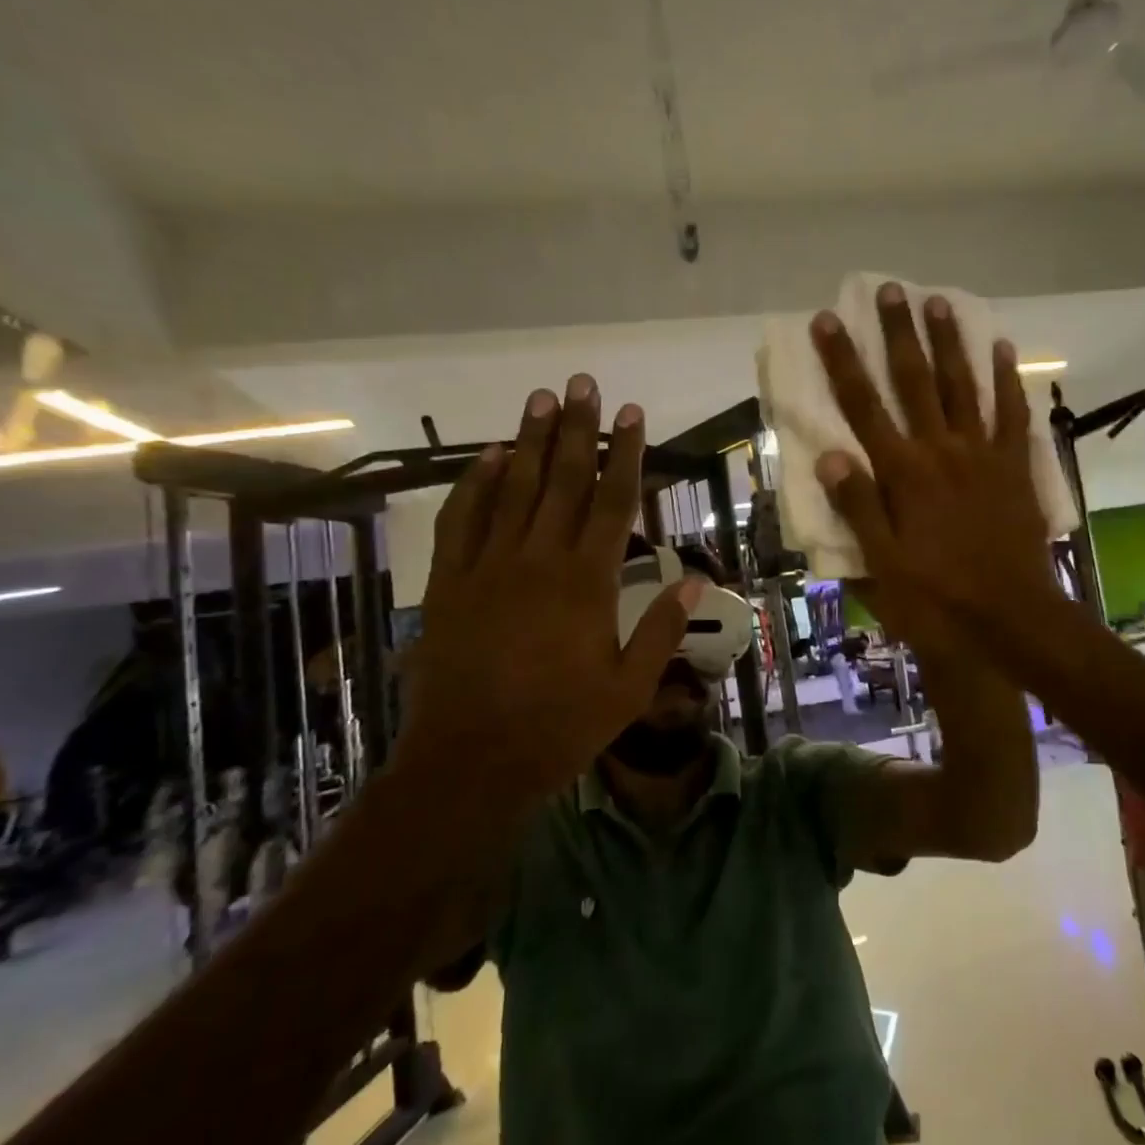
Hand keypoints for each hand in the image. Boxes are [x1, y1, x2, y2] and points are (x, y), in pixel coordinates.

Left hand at [398, 375, 698, 825]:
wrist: (470, 760)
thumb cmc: (560, 726)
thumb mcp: (629, 688)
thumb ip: (660, 629)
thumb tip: (694, 579)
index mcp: (587, 583)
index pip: (612, 502)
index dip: (625, 454)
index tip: (631, 414)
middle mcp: (538, 560)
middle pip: (562, 481)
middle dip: (576, 429)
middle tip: (583, 383)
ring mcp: (488, 567)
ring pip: (512, 489)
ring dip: (528, 441)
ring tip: (541, 399)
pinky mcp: (450, 583)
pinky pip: (461, 521)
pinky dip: (473, 484)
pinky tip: (486, 457)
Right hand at [809, 282, 1061, 653]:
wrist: (1013, 621)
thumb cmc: (939, 601)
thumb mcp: (884, 567)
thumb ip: (859, 510)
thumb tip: (829, 458)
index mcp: (903, 475)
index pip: (864, 408)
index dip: (843, 363)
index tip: (828, 321)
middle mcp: (942, 452)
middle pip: (915, 382)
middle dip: (899, 334)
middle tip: (891, 289)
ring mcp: (983, 456)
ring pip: (963, 386)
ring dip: (950, 342)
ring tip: (940, 301)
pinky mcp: (1015, 468)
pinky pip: (1012, 414)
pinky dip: (1006, 379)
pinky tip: (1001, 348)